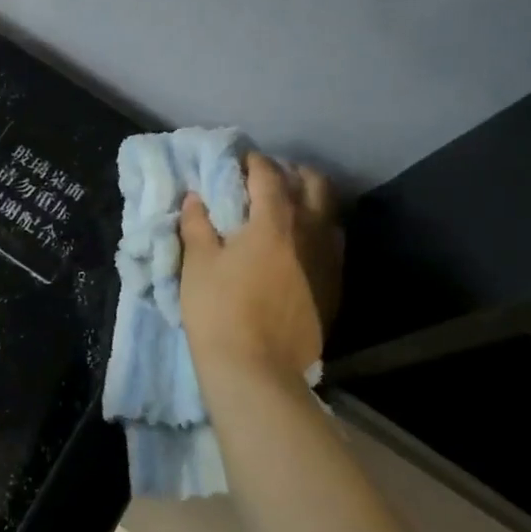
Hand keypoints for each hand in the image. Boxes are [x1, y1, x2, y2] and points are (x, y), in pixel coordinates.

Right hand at [180, 153, 341, 386]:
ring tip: (286, 208)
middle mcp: (309, 232)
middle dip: (292, 172)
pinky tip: (298, 245)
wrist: (257, 370)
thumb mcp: (198, 263)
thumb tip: (196, 198)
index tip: (238, 161)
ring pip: (329, 213)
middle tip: (267, 179)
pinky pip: (332, 244)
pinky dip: (317, 231)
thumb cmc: (219, 310)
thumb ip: (198, 224)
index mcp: (273, 220)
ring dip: (310, 200)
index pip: (268, 174)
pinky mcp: (334, 286)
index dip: (252, 162)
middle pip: (313, 184)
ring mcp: (327, 260)